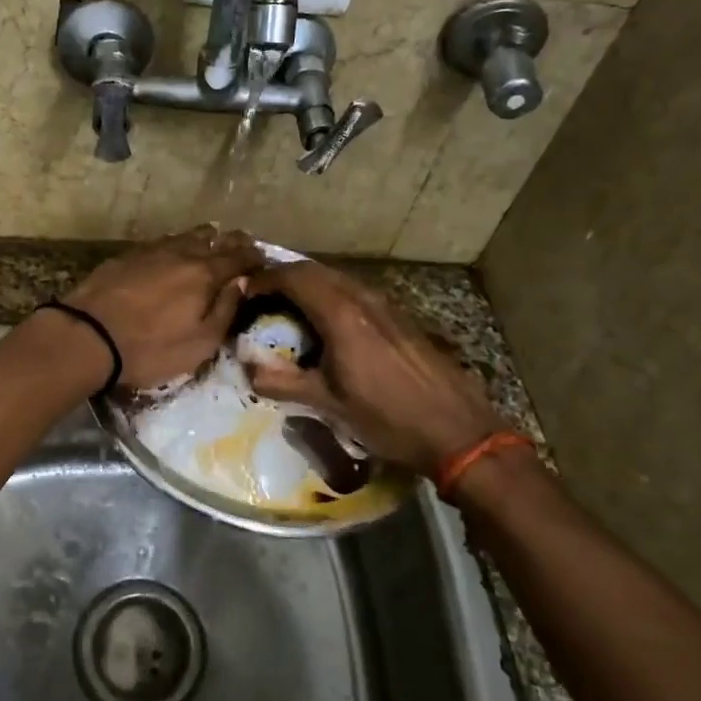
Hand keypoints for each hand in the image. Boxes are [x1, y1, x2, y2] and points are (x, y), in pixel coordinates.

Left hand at [64, 227, 261, 389]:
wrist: (87, 336)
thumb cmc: (150, 348)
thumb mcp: (199, 343)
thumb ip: (225, 310)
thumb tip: (241, 283)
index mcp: (205, 273)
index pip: (239, 257)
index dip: (254, 258)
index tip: (263, 261)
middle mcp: (181, 253)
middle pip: (214, 238)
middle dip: (231, 242)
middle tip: (241, 249)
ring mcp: (150, 250)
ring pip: (185, 236)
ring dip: (202, 240)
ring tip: (208, 246)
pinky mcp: (125, 256)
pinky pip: (160, 243)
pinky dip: (174, 246)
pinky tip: (170, 256)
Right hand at [244, 261, 506, 473]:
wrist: (458, 431)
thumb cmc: (388, 419)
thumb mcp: (329, 405)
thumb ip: (283, 383)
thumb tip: (246, 368)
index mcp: (341, 315)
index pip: (294, 277)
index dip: (264, 279)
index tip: (243, 292)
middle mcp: (363, 299)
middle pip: (315, 270)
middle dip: (283, 276)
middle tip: (260, 295)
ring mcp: (386, 305)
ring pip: (337, 278)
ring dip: (308, 284)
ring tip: (286, 306)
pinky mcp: (399, 317)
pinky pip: (355, 291)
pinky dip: (330, 295)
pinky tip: (326, 323)